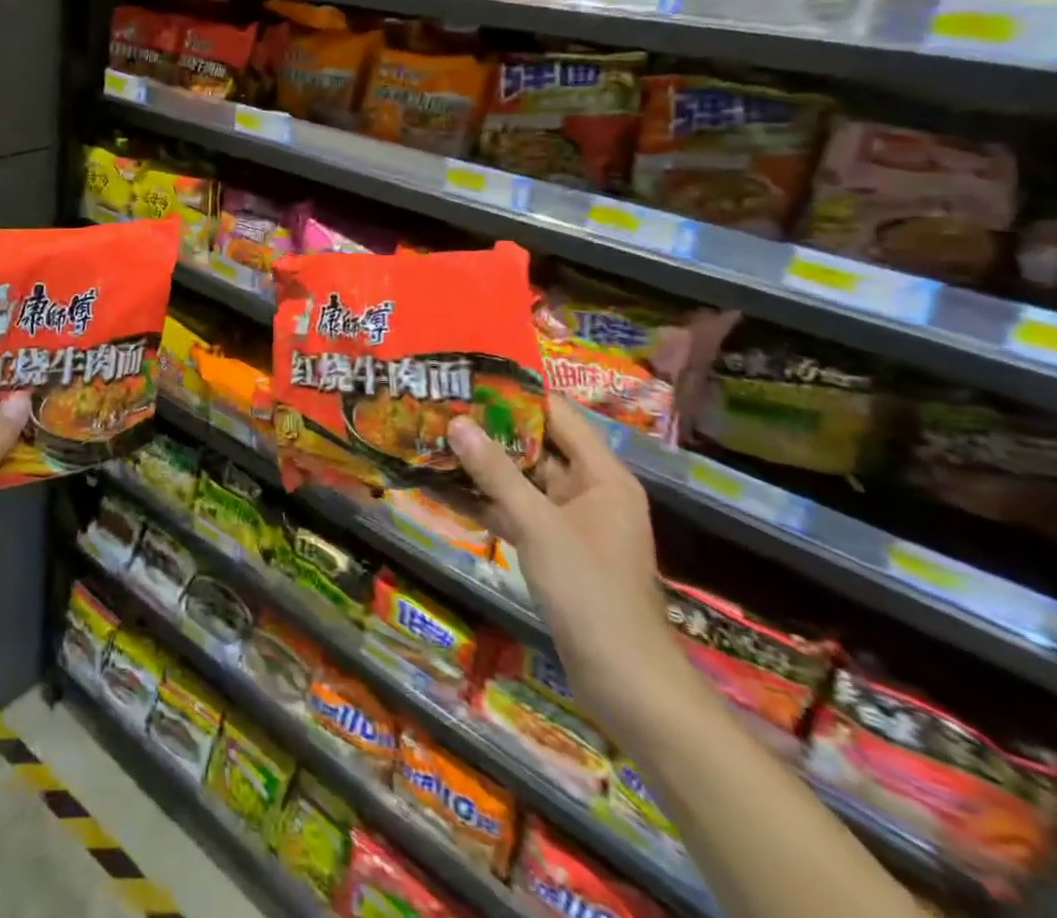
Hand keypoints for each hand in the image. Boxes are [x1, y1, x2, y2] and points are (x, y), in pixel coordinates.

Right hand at [447, 395, 683, 731]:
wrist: (624, 681)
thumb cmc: (590, 590)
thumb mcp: (537, 524)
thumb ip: (495, 472)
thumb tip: (456, 422)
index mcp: (602, 475)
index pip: (558, 414)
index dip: (516, 393)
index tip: (469, 377)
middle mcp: (590, 490)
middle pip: (536, 444)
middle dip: (489, 428)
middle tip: (439, 405)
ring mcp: (571, 521)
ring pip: (521, 479)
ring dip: (482, 465)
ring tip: (432, 439)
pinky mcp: (555, 548)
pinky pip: (516, 511)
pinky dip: (485, 501)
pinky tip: (442, 489)